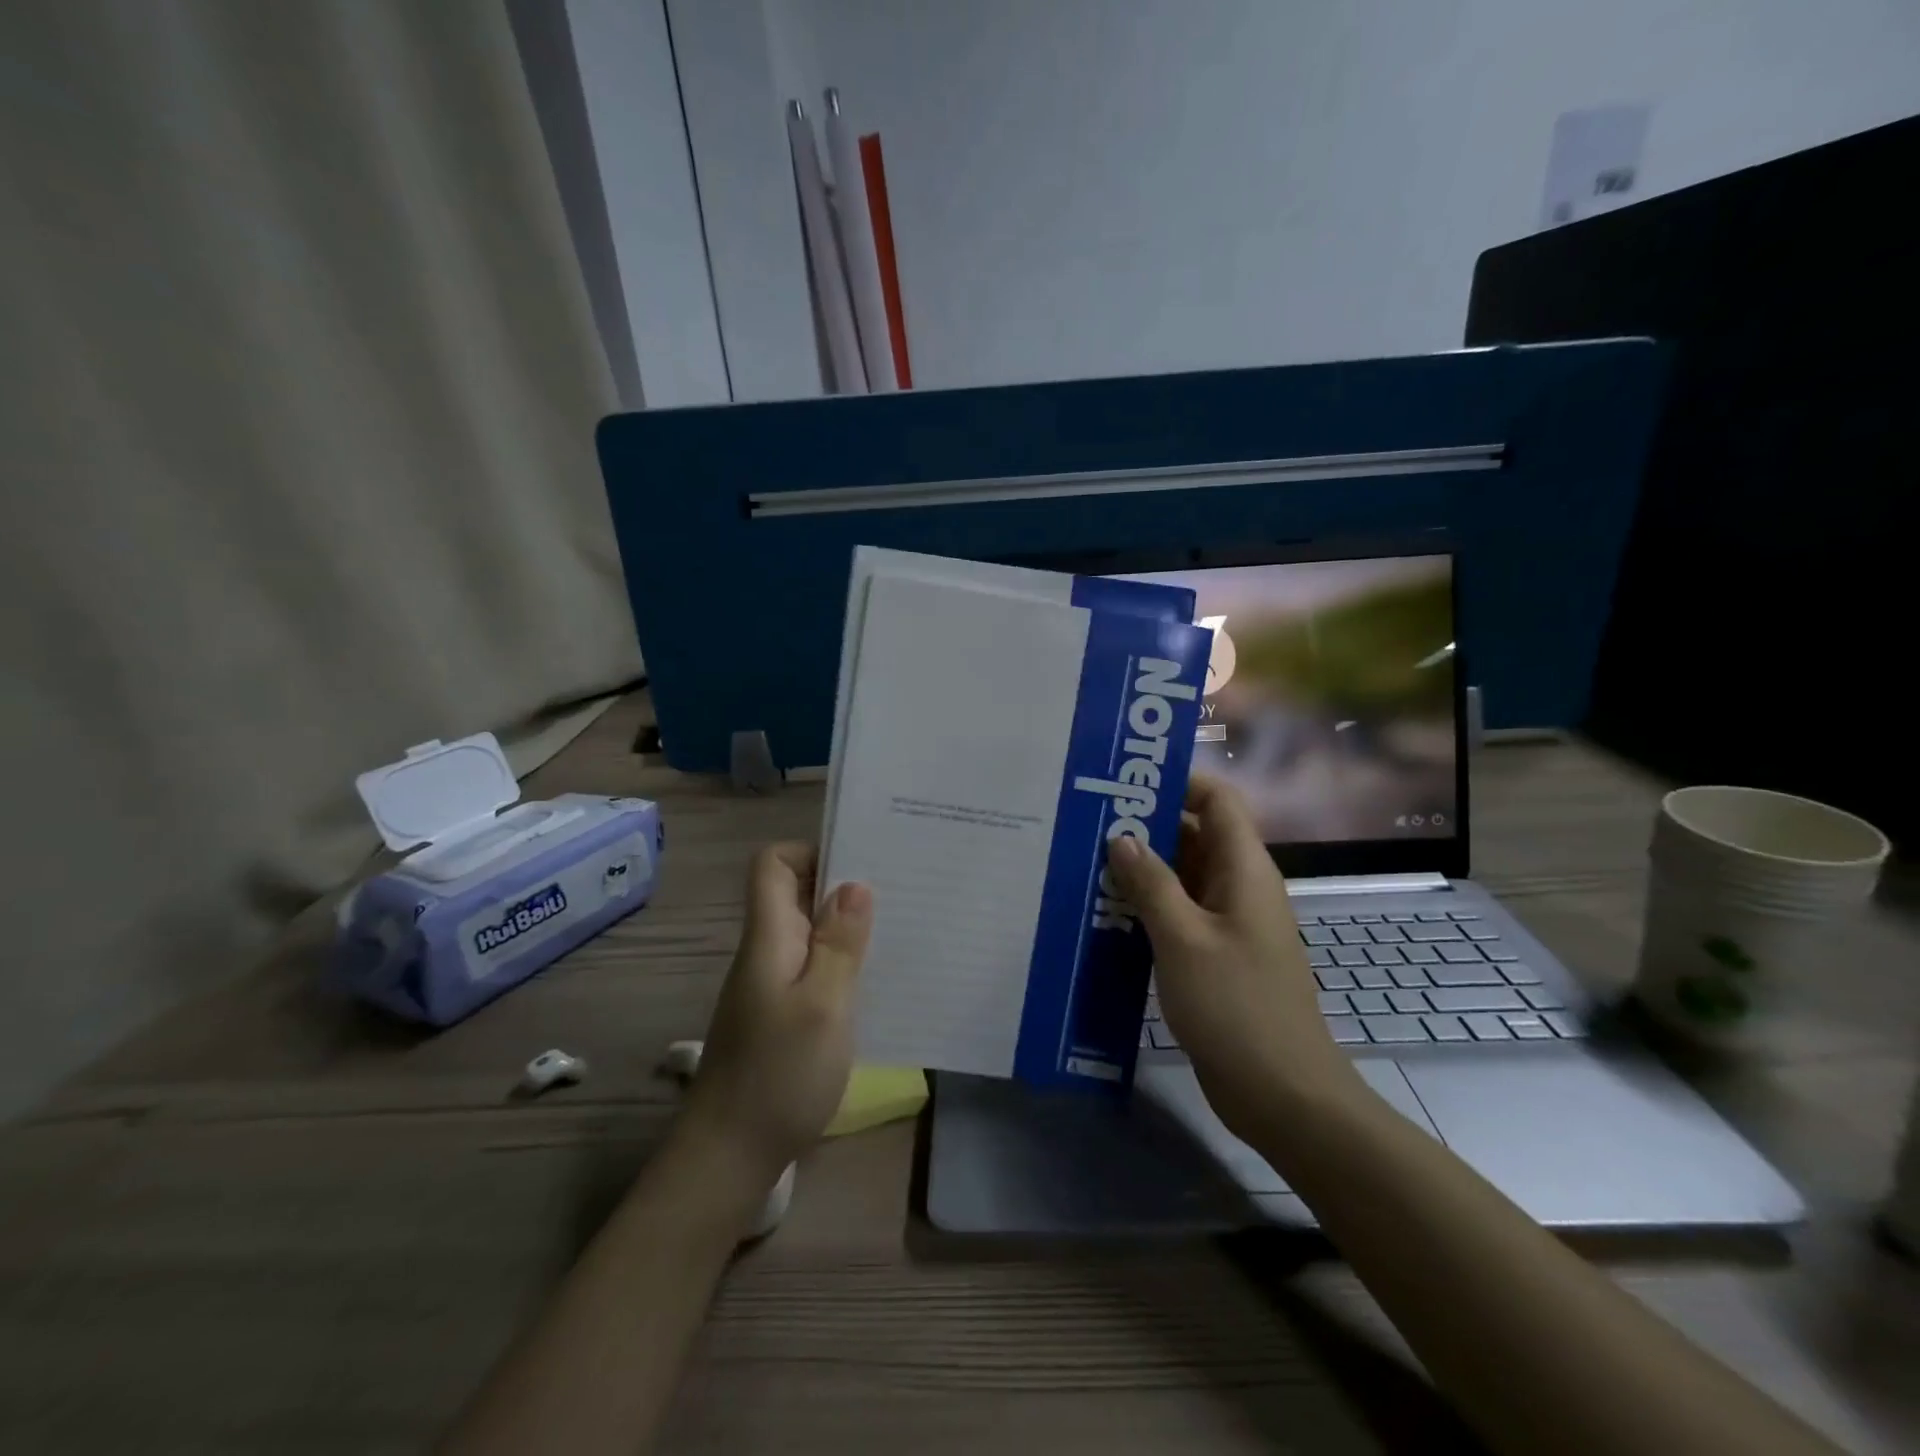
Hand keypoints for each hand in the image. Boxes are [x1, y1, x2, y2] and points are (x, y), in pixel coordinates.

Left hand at [679, 843, 873, 1192]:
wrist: (729, 1156)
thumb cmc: (779, 1075)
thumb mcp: (823, 1005)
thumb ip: (839, 943)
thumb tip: (854, 884)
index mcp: (769, 937)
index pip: (772, 863)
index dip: (810, 850)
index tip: (859, 863)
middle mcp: (766, 951)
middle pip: (795, 893)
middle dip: (843, 886)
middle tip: (898, 891)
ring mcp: (771, 984)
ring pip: (809, 931)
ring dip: (847, 926)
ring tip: (899, 929)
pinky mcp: (781, 1013)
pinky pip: (813, 967)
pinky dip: (842, 962)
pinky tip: (876, 980)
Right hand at [1109, 775, 1365, 1141]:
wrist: (1282, 1094)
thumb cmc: (1236, 1006)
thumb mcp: (1183, 938)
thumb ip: (1151, 883)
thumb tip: (1121, 837)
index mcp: (1244, 870)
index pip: (1217, 800)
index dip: (1177, 782)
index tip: (1125, 782)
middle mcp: (1239, 887)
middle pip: (1195, 835)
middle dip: (1146, 826)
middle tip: (1088, 823)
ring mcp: (1228, 923)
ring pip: (1182, 877)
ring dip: (1142, 869)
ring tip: (1086, 863)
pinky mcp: (1216, 955)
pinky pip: (1180, 914)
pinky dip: (1148, 907)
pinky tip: (1106, 913)